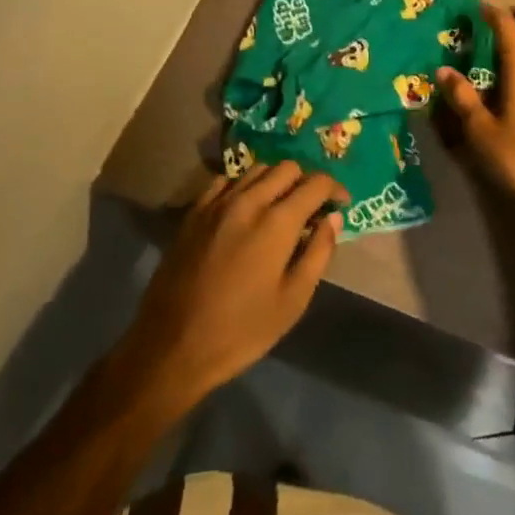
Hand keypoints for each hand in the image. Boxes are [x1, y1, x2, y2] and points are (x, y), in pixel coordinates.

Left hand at [121, 163, 345, 412]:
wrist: (172, 346)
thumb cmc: (240, 331)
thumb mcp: (292, 301)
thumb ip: (318, 253)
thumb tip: (334, 218)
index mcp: (277, 222)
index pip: (316, 183)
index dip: (335, 188)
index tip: (341, 203)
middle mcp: (249, 200)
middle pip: (287, 168)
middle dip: (306, 182)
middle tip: (312, 208)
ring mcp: (218, 202)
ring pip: (257, 169)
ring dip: (276, 180)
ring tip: (281, 207)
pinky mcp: (195, 211)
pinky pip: (227, 181)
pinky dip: (245, 186)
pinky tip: (246, 208)